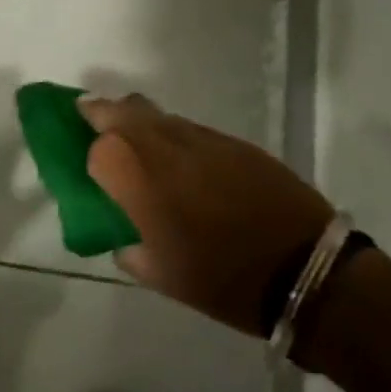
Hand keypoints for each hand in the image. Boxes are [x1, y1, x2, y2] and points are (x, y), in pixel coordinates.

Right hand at [78, 94, 332, 335]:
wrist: (303, 268)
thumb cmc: (220, 280)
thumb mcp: (160, 276)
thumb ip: (129, 249)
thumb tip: (122, 236)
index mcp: (137, 178)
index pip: (96, 148)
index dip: (89, 157)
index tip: (88, 169)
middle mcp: (162, 145)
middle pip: (120, 111)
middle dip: (101, 114)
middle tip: (93, 124)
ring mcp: (199, 137)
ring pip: (155, 114)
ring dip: (137, 121)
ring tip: (138, 144)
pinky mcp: (231, 141)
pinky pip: (188, 128)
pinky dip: (173, 136)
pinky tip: (183, 162)